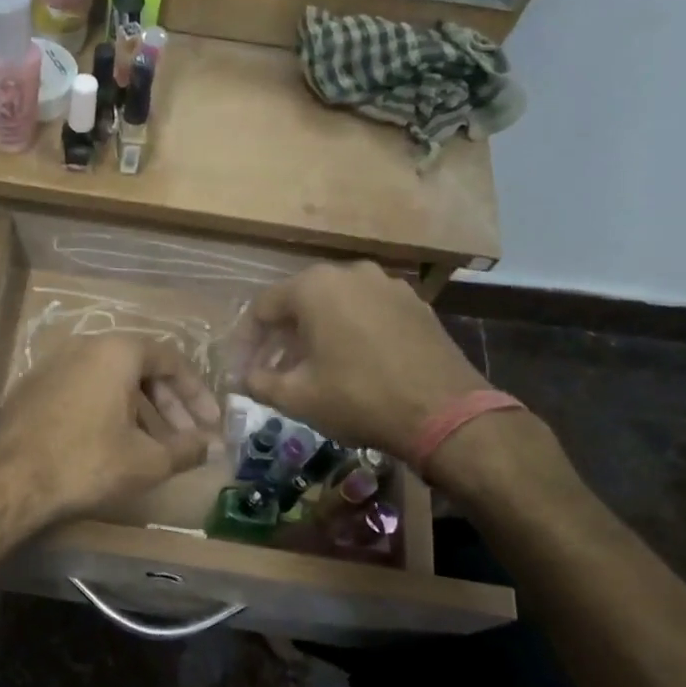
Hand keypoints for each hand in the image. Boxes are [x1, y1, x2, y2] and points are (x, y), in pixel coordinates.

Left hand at [0, 335, 221, 529]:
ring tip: (154, 446)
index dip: (197, 393)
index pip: (170, 360)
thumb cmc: (87, 462)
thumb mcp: (148, 460)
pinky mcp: (31, 390)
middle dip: (169, 404)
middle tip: (187, 437)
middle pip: (139, 368)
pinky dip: (106, 411)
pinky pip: (82, 391)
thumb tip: (210, 446)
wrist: (10, 481)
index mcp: (116, 351)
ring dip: (139, 410)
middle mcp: (83, 347)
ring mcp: (52, 366)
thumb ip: (187, 449)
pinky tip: (112, 444)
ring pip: (110, 381)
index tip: (211, 423)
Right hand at [240, 263, 488, 458]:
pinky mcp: (415, 305)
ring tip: (309, 368)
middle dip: (280, 337)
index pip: (262, 308)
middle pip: (299, 302)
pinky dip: (348, 332)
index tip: (241, 370)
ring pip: (335, 305)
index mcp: (315, 287)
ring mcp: (388, 285)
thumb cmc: (358, 398)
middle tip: (271, 370)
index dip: (246, 341)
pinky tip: (349, 363)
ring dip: (314, 334)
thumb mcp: (296, 397)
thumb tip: (242, 378)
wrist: (444, 413)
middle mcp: (351, 273)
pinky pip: (366, 312)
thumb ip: (259, 382)